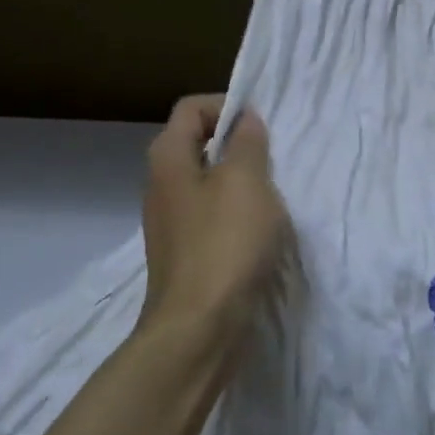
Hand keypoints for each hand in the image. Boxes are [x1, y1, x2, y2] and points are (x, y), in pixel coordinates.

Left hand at [141, 94, 289, 345]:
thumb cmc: (225, 244)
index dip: (226, 105)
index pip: (191, 109)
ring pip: (208, 185)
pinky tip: (261, 234)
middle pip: (198, 145)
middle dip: (237, 145)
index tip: (262, 126)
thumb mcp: (246, 181)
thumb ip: (247, 143)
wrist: (200, 329)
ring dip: (241, 184)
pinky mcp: (186, 255)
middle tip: (273, 160)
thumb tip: (244, 120)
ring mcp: (171, 224)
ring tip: (273, 197)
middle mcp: (161, 186)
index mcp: (168, 159)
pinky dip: (236, 217)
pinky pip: (212, 219)